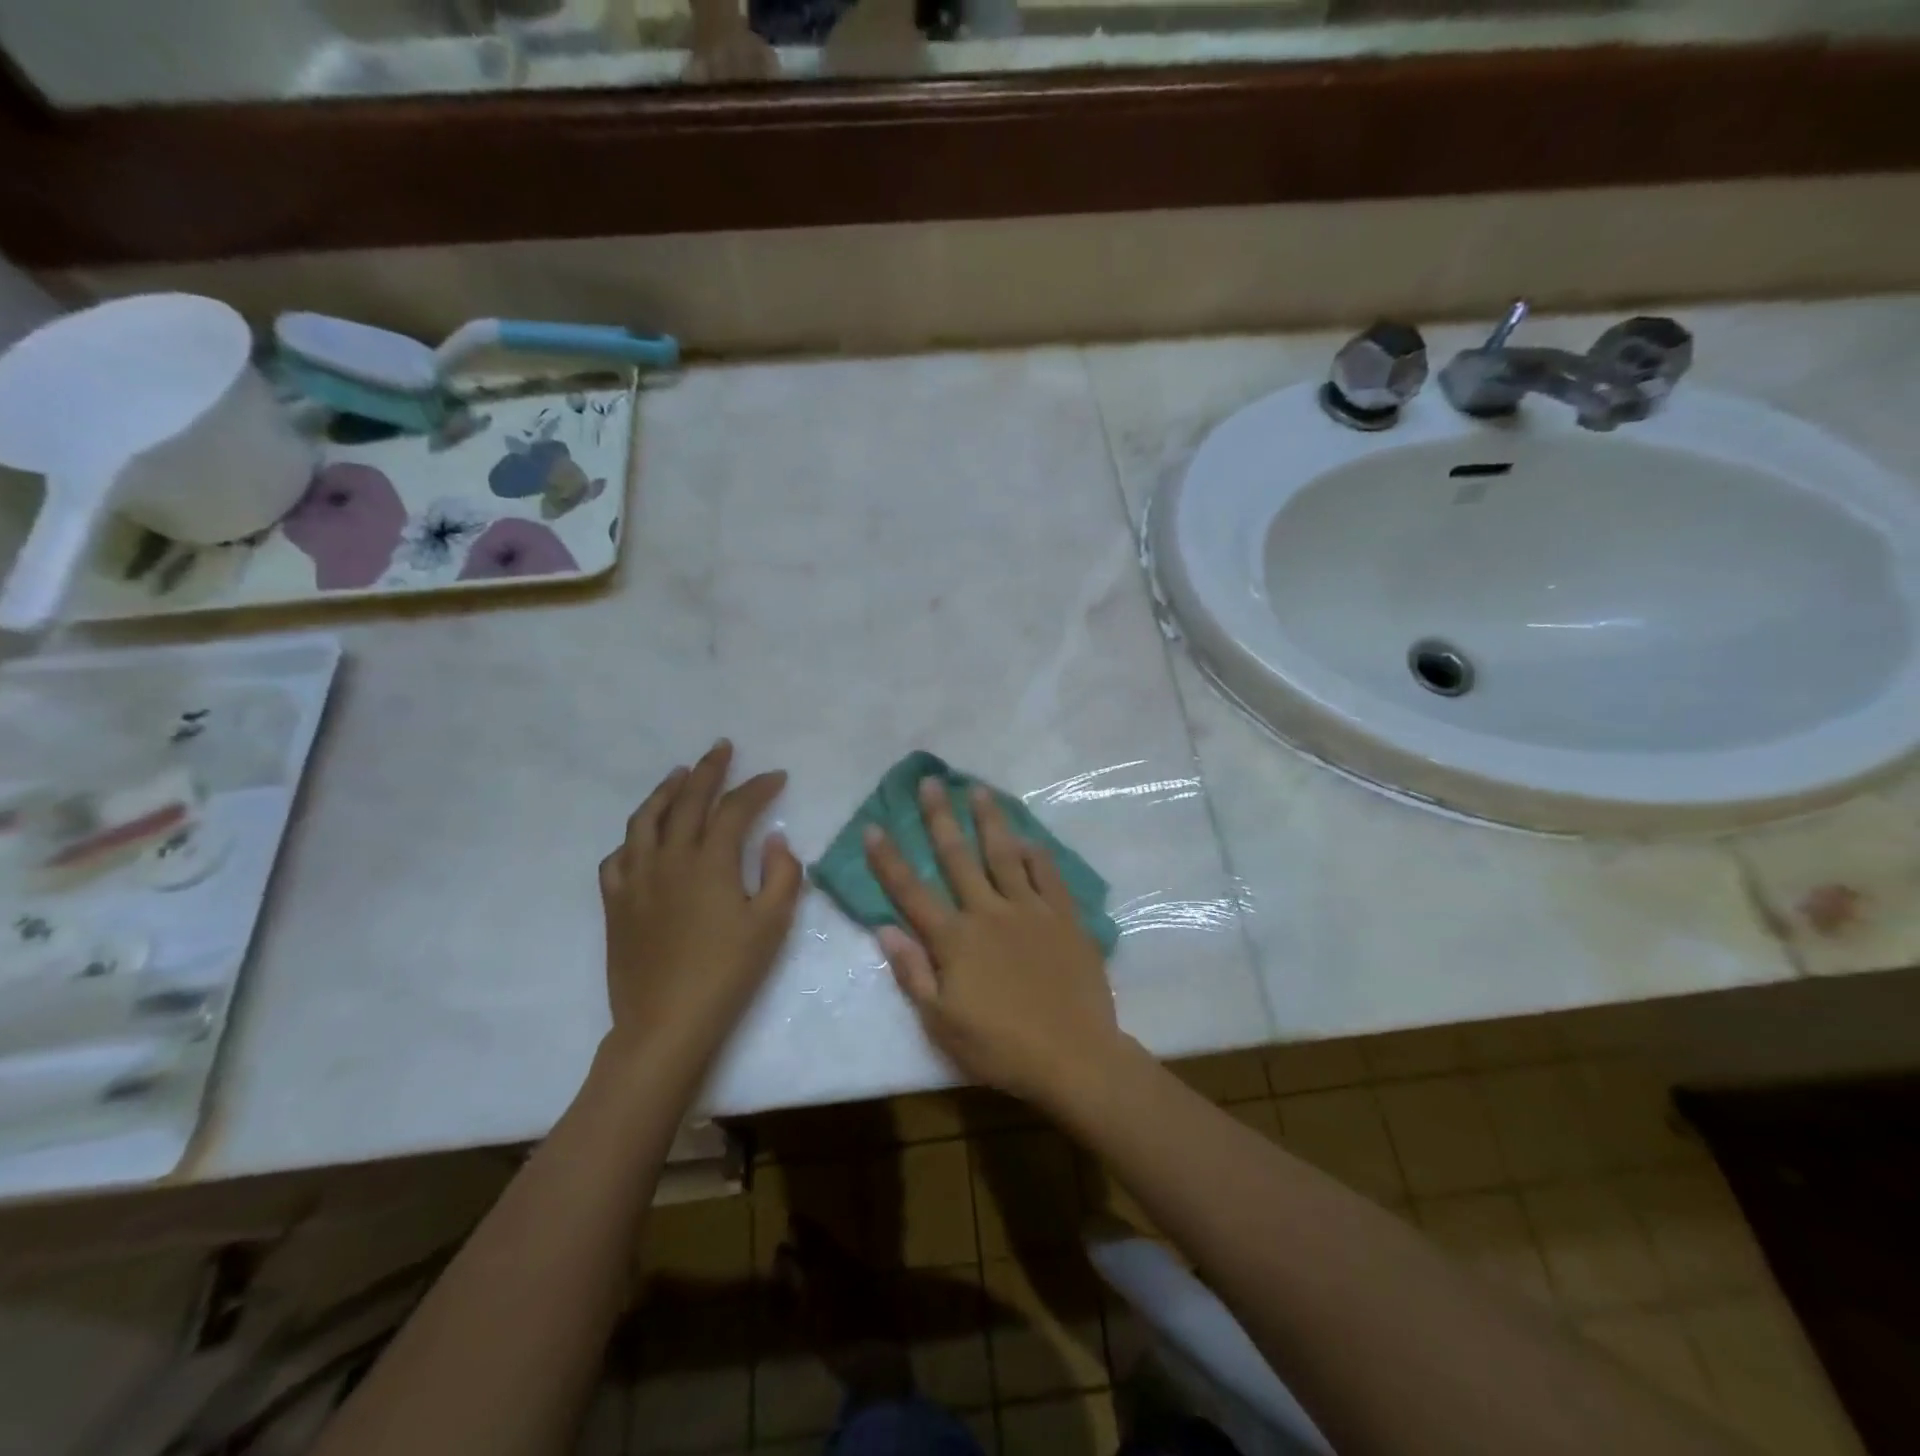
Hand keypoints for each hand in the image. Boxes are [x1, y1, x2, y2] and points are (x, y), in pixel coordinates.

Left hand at [600, 740, 801, 1067]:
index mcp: (709, 862)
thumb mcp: (771, 925)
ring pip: (646, 819)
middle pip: (687, 800)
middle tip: (722, 749)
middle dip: (708, 770)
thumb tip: (774, 839)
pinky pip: (618, 856)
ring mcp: (636, 879)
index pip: (735, 808)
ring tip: (679, 773)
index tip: (776, 776)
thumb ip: (781, 874)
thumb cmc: (727, 973)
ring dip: (665, 790)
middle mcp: (669, 859)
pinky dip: (634, 837)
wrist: (666, 1023)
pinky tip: (643, 836)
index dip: (758, 787)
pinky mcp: (616, 903)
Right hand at [865, 777, 1125, 1105]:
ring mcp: (1030, 910)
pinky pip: (1048, 876)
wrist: (1074, 1057)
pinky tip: (1028, 839)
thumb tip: (884, 928)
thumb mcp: (942, 1023)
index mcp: (955, 940)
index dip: (889, 860)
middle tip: (930, 782)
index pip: (912, 892)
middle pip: (958, 857)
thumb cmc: (1001, 1047)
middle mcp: (989, 913)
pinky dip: (1036, 855)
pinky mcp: (1065, 918)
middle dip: (940, 817)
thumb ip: (912, 973)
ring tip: (978, 789)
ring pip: (1005, 854)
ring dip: (989, 820)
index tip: (874, 826)